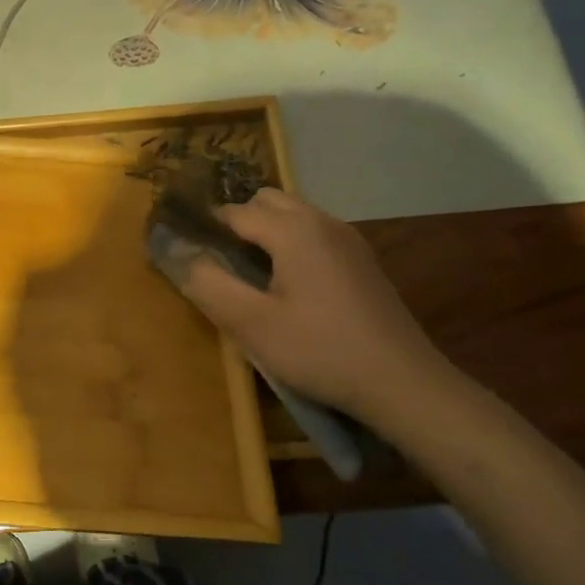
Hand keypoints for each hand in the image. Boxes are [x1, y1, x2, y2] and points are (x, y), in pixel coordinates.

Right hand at [175, 187, 453, 430]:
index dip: (205, 227)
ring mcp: (349, 240)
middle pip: (267, 201)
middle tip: (221, 265)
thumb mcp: (252, 324)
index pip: (234, 211)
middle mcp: (323, 222)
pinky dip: (292, 245)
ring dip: (266, 233)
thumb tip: (181, 255)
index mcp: (295, 230)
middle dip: (238, 222)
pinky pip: (315, 234)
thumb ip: (209, 284)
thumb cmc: (320, 351)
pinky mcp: (363, 261)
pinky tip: (290, 288)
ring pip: (294, 215)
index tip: (187, 253)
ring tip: (251, 277)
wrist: (403, 383)